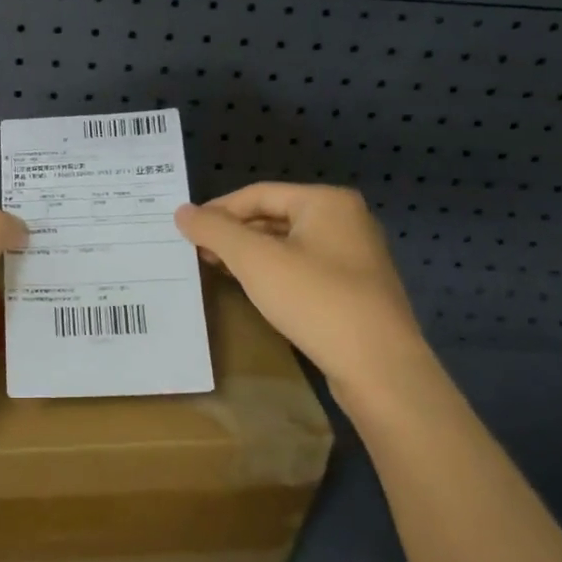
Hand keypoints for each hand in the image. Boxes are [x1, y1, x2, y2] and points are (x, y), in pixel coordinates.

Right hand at [175, 183, 428, 403]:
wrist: (379, 368)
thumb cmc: (315, 300)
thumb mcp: (255, 260)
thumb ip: (216, 231)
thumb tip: (182, 211)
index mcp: (326, 202)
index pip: (258, 193)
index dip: (218, 210)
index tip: (186, 231)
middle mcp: (345, 220)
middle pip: (274, 216)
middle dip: (233, 233)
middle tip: (196, 252)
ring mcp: (355, 256)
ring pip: (288, 244)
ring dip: (251, 254)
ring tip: (216, 268)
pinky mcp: (356, 290)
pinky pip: (304, 268)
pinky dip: (274, 273)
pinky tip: (253, 289)